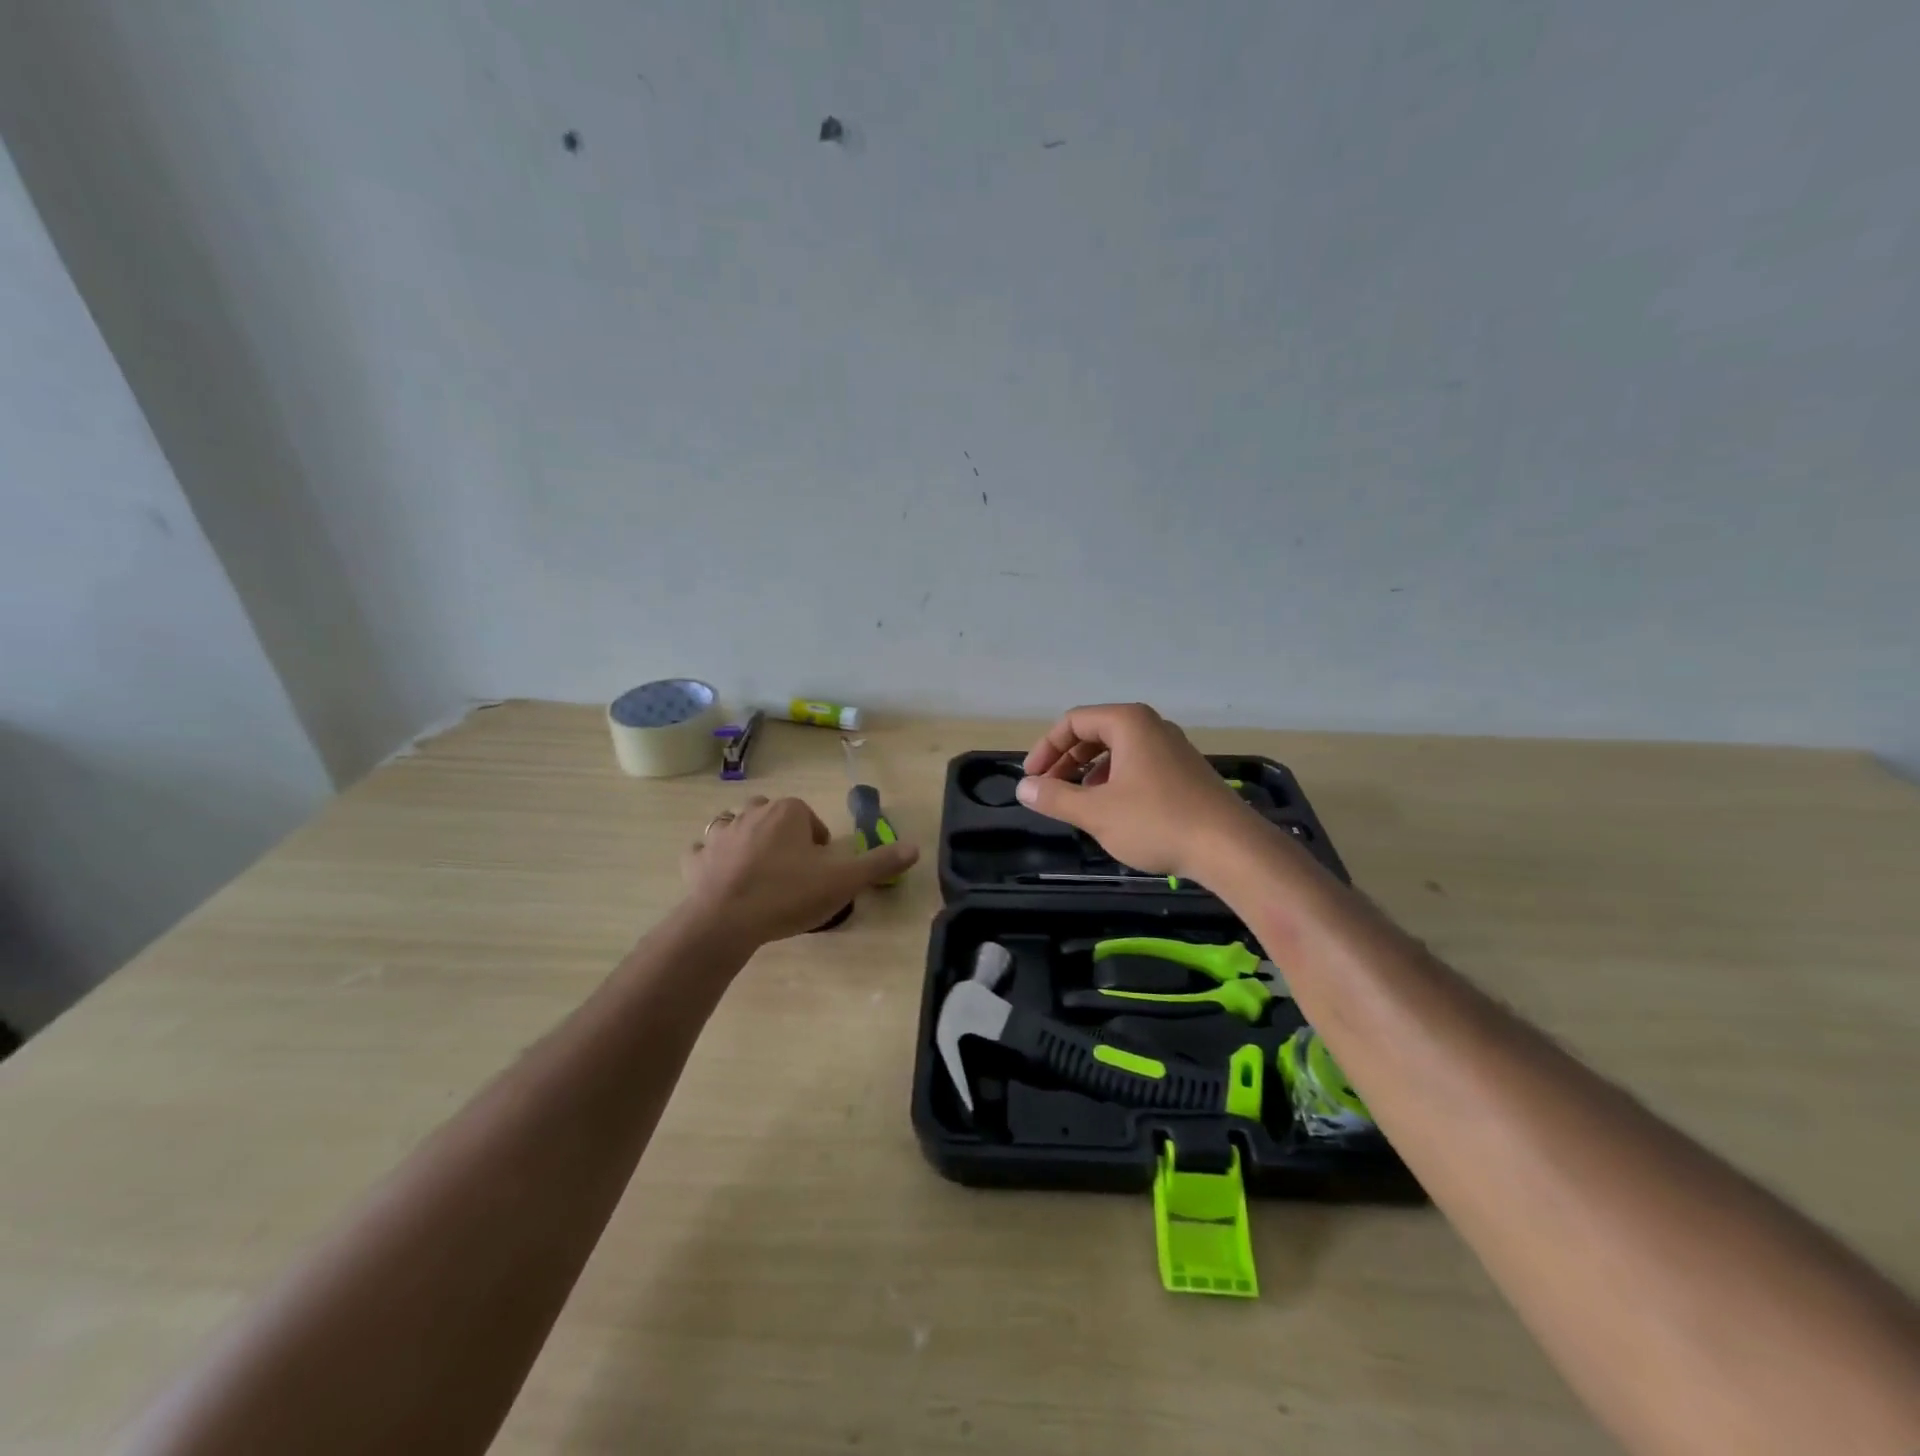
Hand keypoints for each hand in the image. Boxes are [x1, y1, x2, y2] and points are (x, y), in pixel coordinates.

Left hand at [683, 796, 918, 944]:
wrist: (727, 921)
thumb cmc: (788, 895)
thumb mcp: (843, 881)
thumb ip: (879, 863)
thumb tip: (915, 847)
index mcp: (789, 812)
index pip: (809, 818)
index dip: (818, 844)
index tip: (821, 872)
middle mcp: (752, 812)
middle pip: (774, 816)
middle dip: (783, 837)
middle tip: (793, 872)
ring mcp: (719, 834)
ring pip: (737, 827)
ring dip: (747, 841)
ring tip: (759, 874)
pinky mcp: (695, 860)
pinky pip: (705, 852)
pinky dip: (713, 861)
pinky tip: (721, 880)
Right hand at [1017, 703, 1253, 879]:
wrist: (1229, 847)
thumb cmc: (1156, 822)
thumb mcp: (1096, 812)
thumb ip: (1055, 797)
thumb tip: (1023, 787)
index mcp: (1128, 723)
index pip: (1073, 722)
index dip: (1046, 748)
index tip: (1032, 778)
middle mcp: (1151, 726)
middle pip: (1095, 733)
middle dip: (1066, 761)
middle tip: (1048, 790)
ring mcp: (1172, 748)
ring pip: (1117, 751)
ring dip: (1089, 773)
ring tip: (1077, 802)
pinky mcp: (1185, 771)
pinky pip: (1138, 765)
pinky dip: (1115, 780)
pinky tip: (1112, 810)